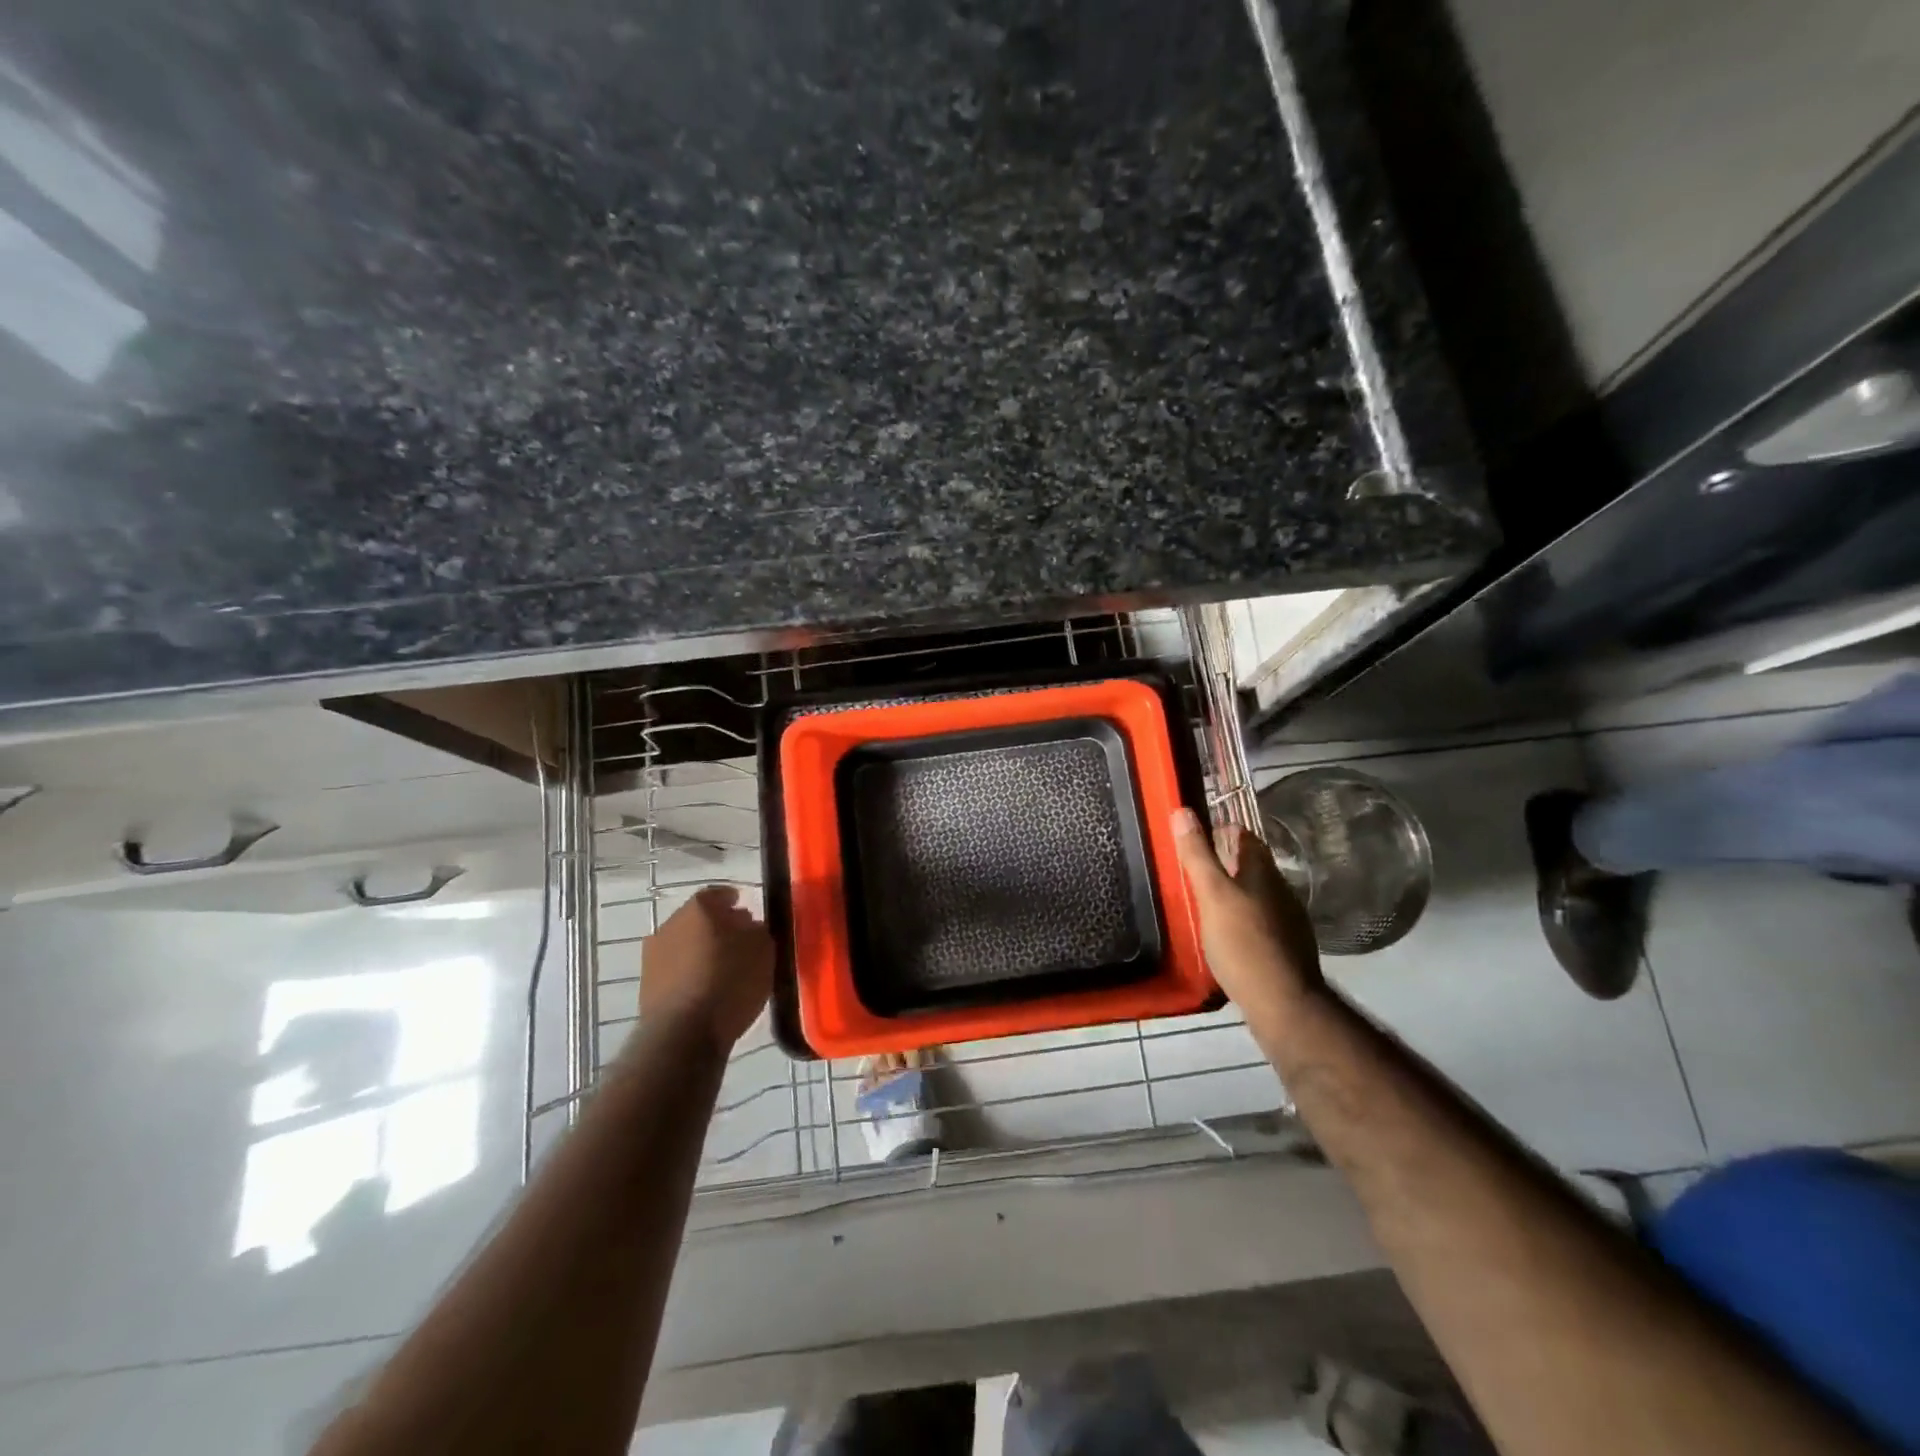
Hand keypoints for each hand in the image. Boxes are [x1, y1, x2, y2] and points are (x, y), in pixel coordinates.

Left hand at [636, 887, 773, 1054]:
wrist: (683, 1034)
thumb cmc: (729, 982)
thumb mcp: (763, 951)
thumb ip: (758, 930)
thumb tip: (748, 926)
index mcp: (699, 907)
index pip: (719, 893)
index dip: (735, 901)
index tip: (748, 912)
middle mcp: (670, 923)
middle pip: (699, 919)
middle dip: (718, 927)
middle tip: (739, 942)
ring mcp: (653, 955)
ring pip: (685, 944)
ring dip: (702, 952)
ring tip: (724, 970)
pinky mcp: (647, 986)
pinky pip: (676, 970)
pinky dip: (690, 974)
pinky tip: (707, 990)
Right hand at [1172, 808, 1322, 1029]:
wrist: (1283, 1003)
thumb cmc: (1243, 943)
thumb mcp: (1211, 896)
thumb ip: (1197, 855)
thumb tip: (1183, 811)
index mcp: (1263, 871)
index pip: (1242, 835)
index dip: (1219, 832)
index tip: (1192, 840)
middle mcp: (1280, 889)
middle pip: (1250, 864)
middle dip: (1223, 863)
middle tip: (1191, 872)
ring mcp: (1288, 919)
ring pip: (1256, 893)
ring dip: (1233, 892)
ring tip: (1203, 903)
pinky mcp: (1287, 946)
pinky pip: (1260, 920)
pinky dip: (1242, 918)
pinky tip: (1227, 934)